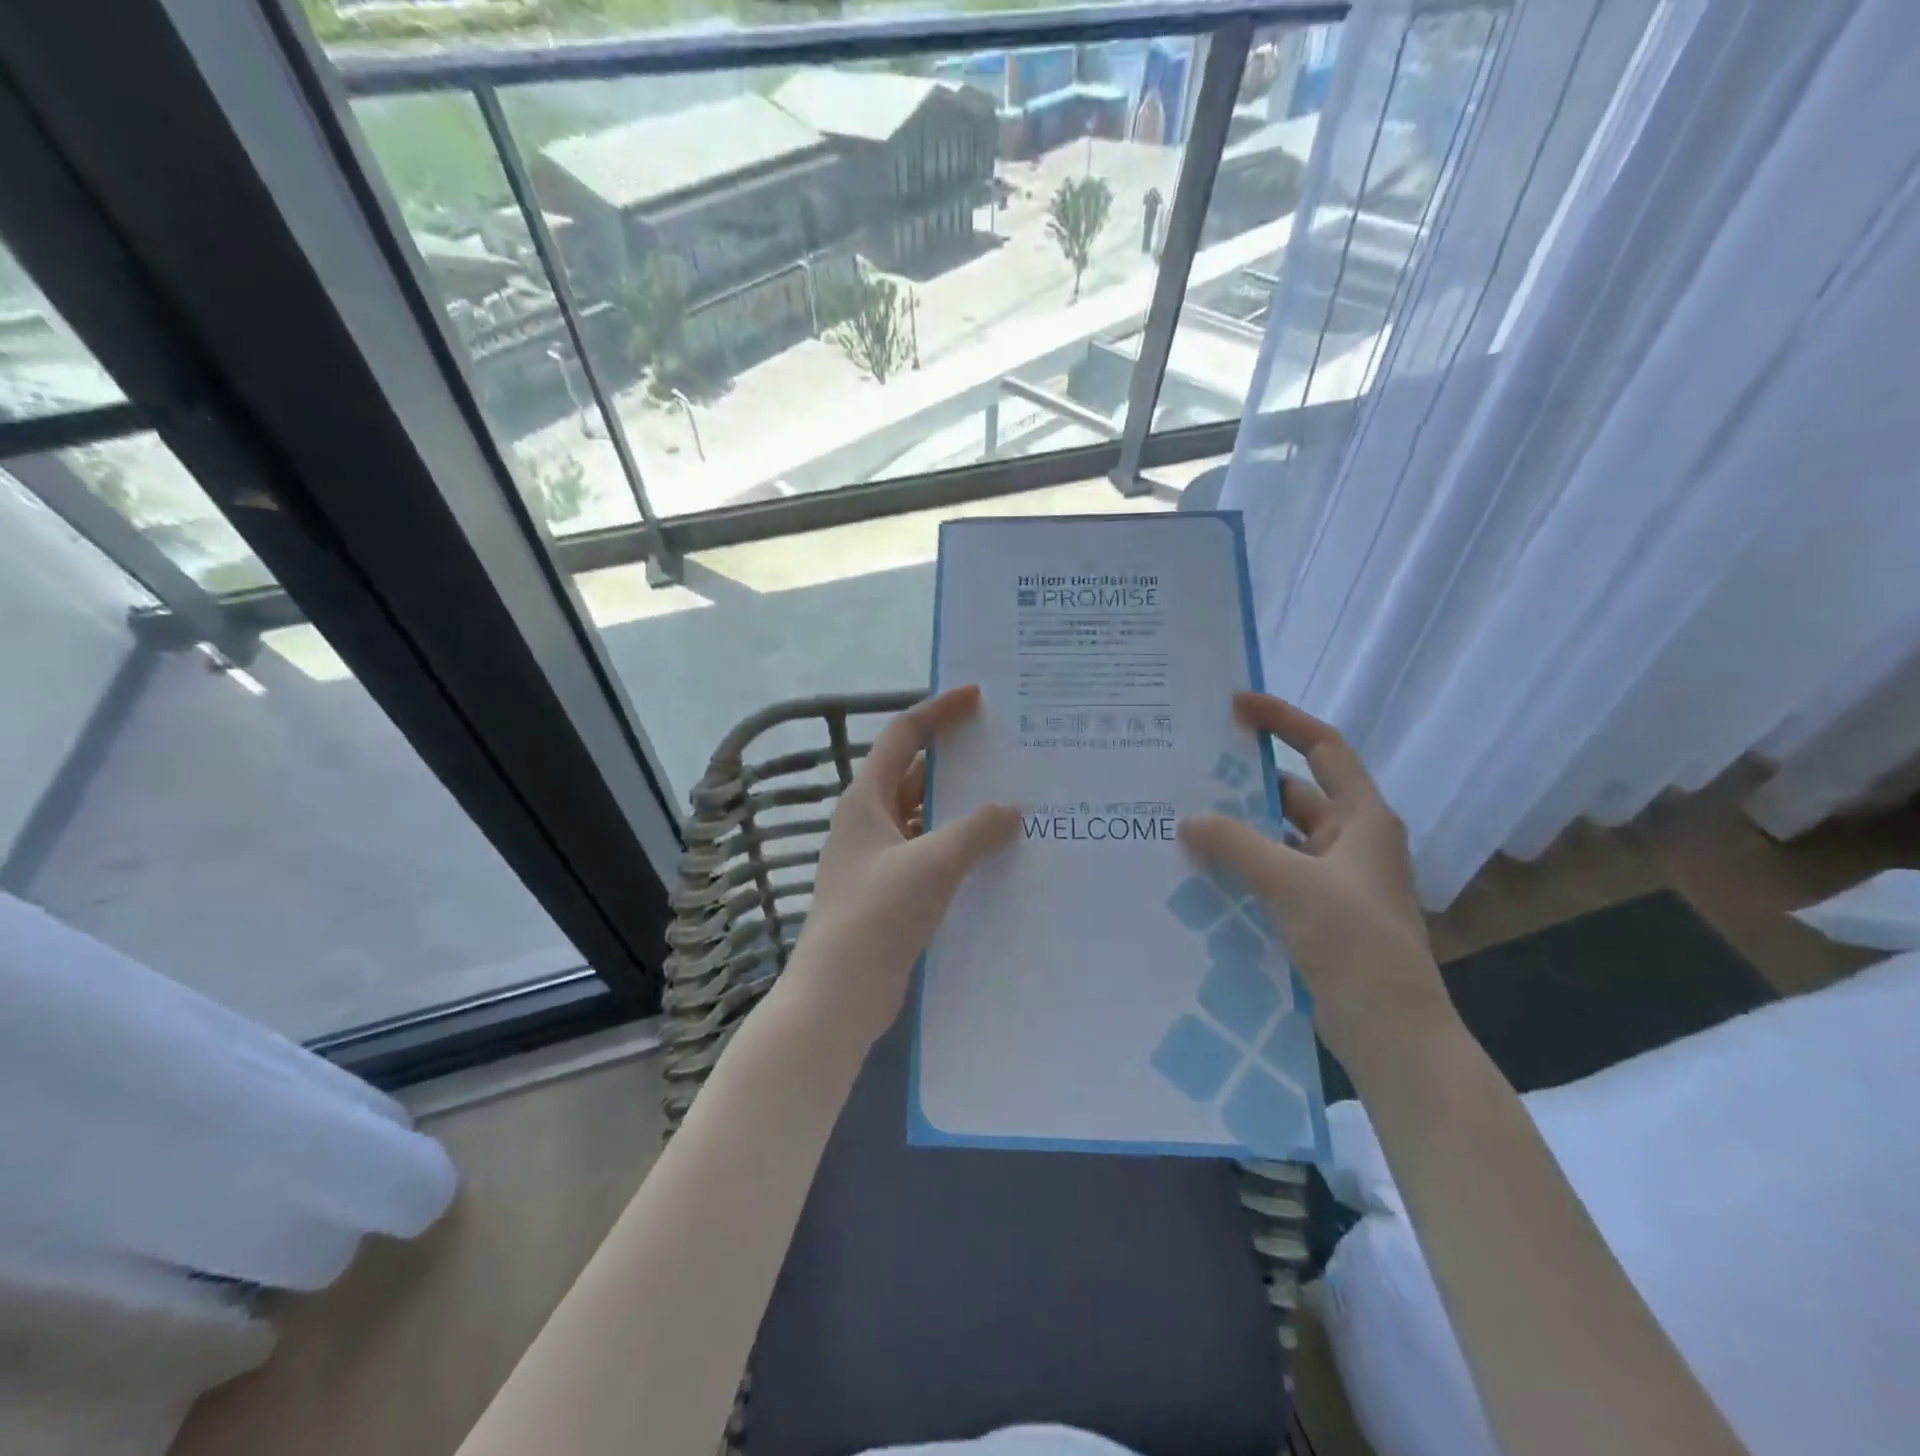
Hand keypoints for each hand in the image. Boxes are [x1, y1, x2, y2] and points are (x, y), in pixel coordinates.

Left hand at [786, 686, 1018, 1044]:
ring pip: (923, 815)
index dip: (938, 711)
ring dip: (959, 806)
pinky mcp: (889, 890)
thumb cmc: (878, 914)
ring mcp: (877, 857)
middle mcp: (868, 820)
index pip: (903, 736)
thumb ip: (974, 831)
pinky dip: (956, 844)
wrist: (839, 991)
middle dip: (955, 760)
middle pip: (914, 773)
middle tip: (1004, 749)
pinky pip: (928, 850)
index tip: (976, 696)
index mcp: (866, 799)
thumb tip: (1009, 809)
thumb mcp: (932, 864)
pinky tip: (991, 853)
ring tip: (1010, 798)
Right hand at [1179, 692, 1455, 1075]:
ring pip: (1278, 837)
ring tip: (1182, 818)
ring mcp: (1334, 879)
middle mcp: (1351, 841)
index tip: (1235, 705)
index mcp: (1363, 819)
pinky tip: (1199, 869)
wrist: (1391, 1033)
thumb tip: (1188, 820)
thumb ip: (1236, 845)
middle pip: (1293, 793)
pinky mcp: (1317, 912)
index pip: (1323, 748)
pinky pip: (1272, 872)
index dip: (1282, 720)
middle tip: (1188, 770)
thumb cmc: (1354, 944)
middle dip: (1245, 781)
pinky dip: (1241, 866)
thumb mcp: (1292, 884)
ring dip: (1238, 829)